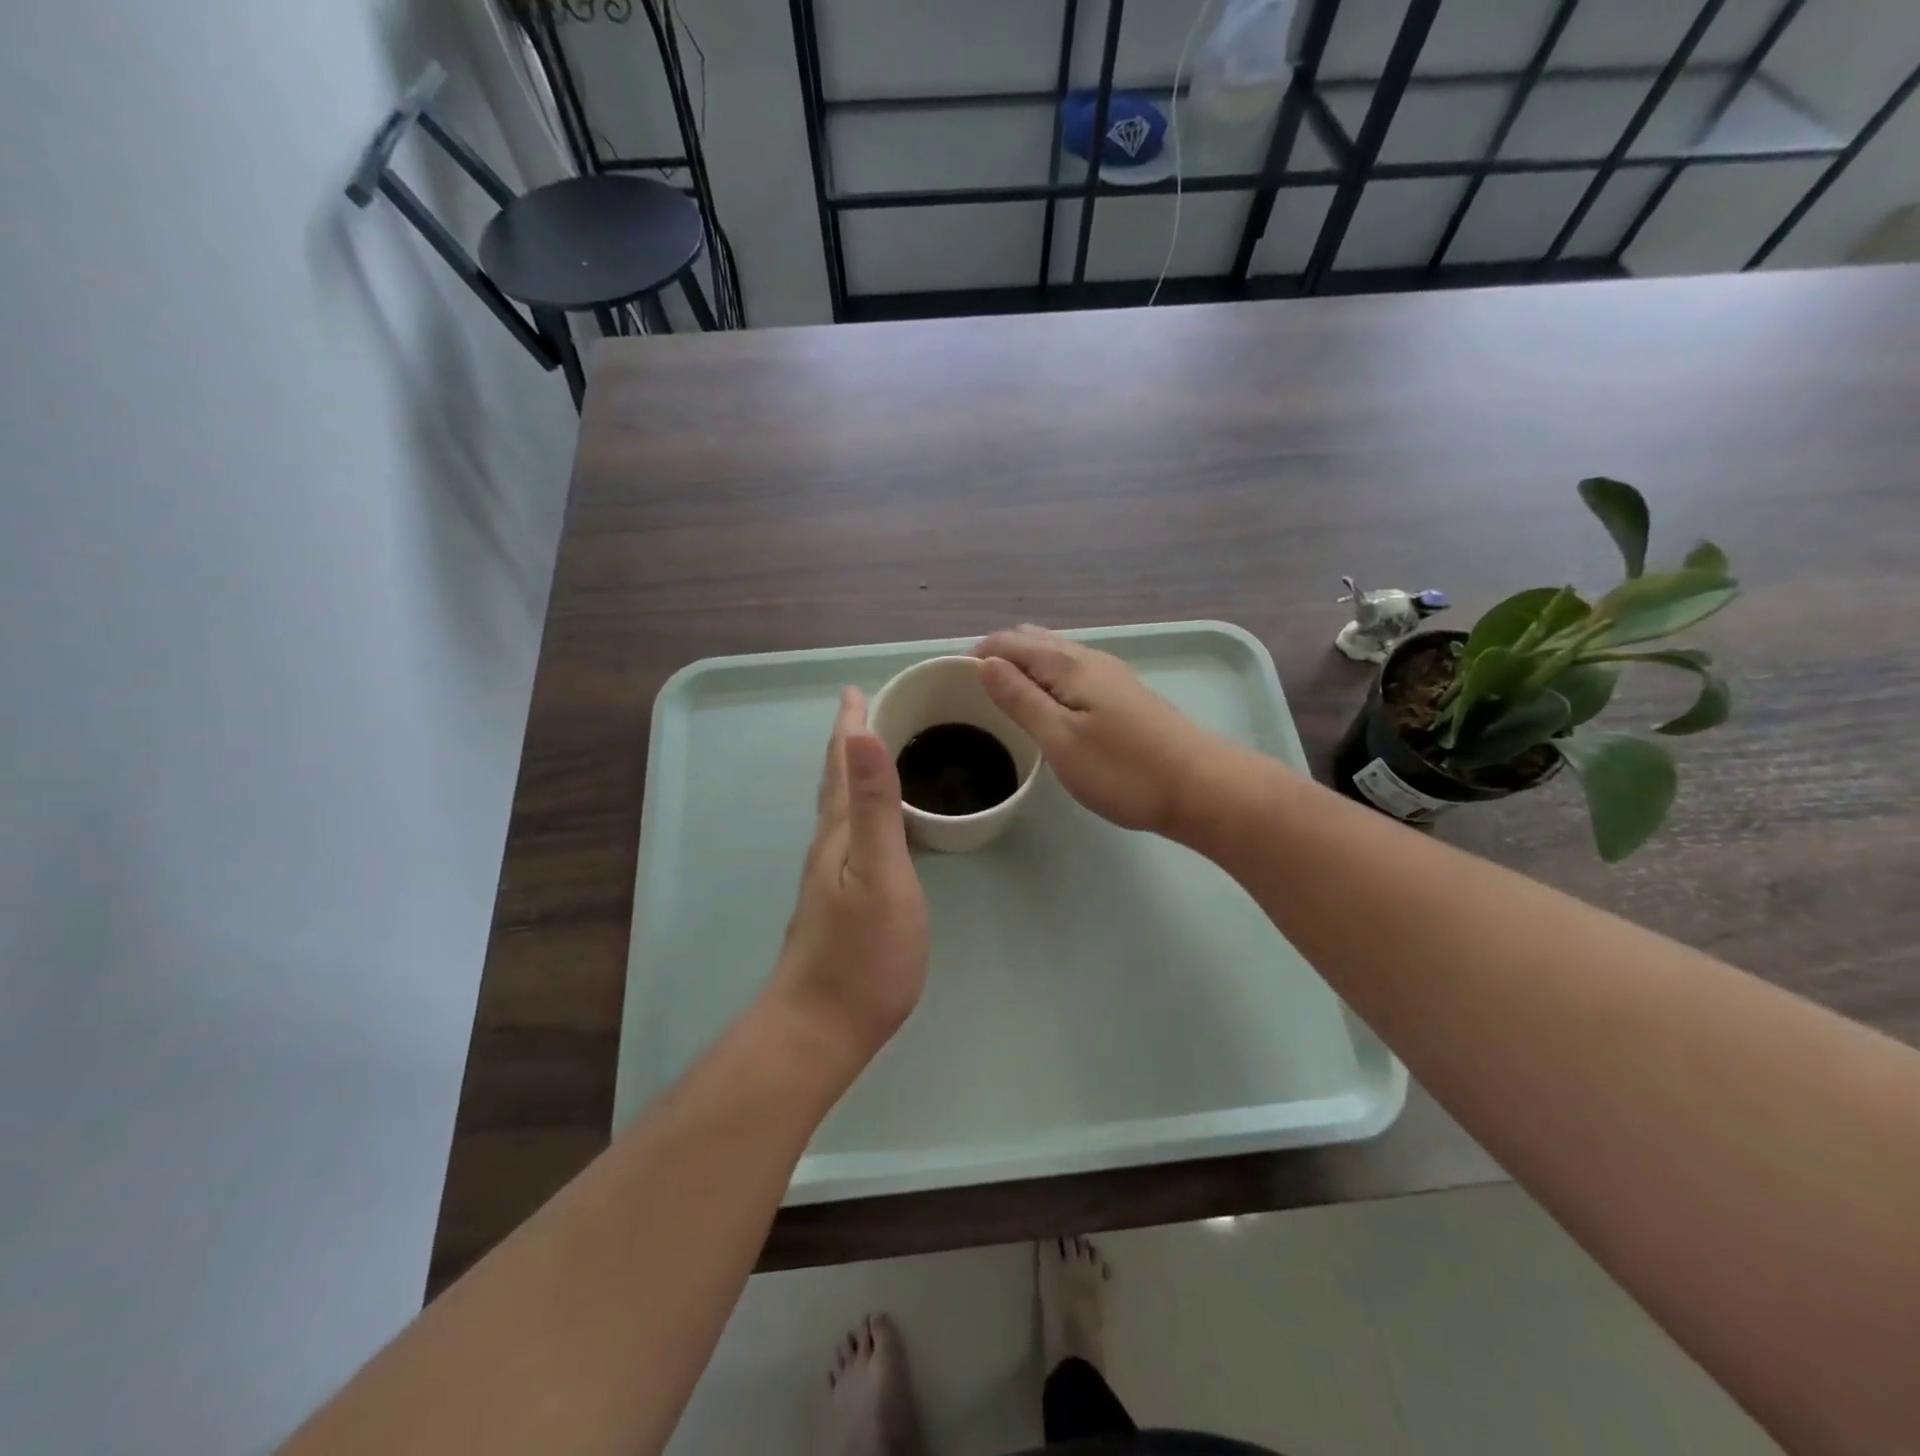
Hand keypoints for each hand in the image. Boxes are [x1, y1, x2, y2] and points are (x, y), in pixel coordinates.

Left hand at [768, 687, 928, 1070]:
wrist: (821, 1027)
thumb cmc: (863, 952)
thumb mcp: (880, 872)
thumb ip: (875, 805)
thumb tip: (863, 733)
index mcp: (839, 832)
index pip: (842, 763)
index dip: (849, 725)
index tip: (855, 690)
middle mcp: (828, 846)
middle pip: (835, 781)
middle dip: (847, 742)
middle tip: (862, 711)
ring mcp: (830, 876)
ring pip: (839, 808)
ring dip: (850, 774)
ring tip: (866, 755)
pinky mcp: (838, 901)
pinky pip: (849, 834)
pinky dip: (858, 809)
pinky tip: (868, 826)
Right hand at [971, 625, 1225, 838]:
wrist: (1201, 788)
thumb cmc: (1123, 769)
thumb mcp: (1060, 738)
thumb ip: (1020, 698)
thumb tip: (984, 662)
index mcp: (1068, 664)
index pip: (1008, 643)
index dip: (975, 655)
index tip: (947, 681)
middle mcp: (1089, 658)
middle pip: (1032, 642)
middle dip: (997, 656)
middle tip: (968, 691)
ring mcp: (1110, 676)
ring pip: (1054, 656)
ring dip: (1022, 667)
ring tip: (999, 696)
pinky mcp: (1124, 696)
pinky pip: (1071, 673)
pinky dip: (1045, 679)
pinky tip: (1044, 705)